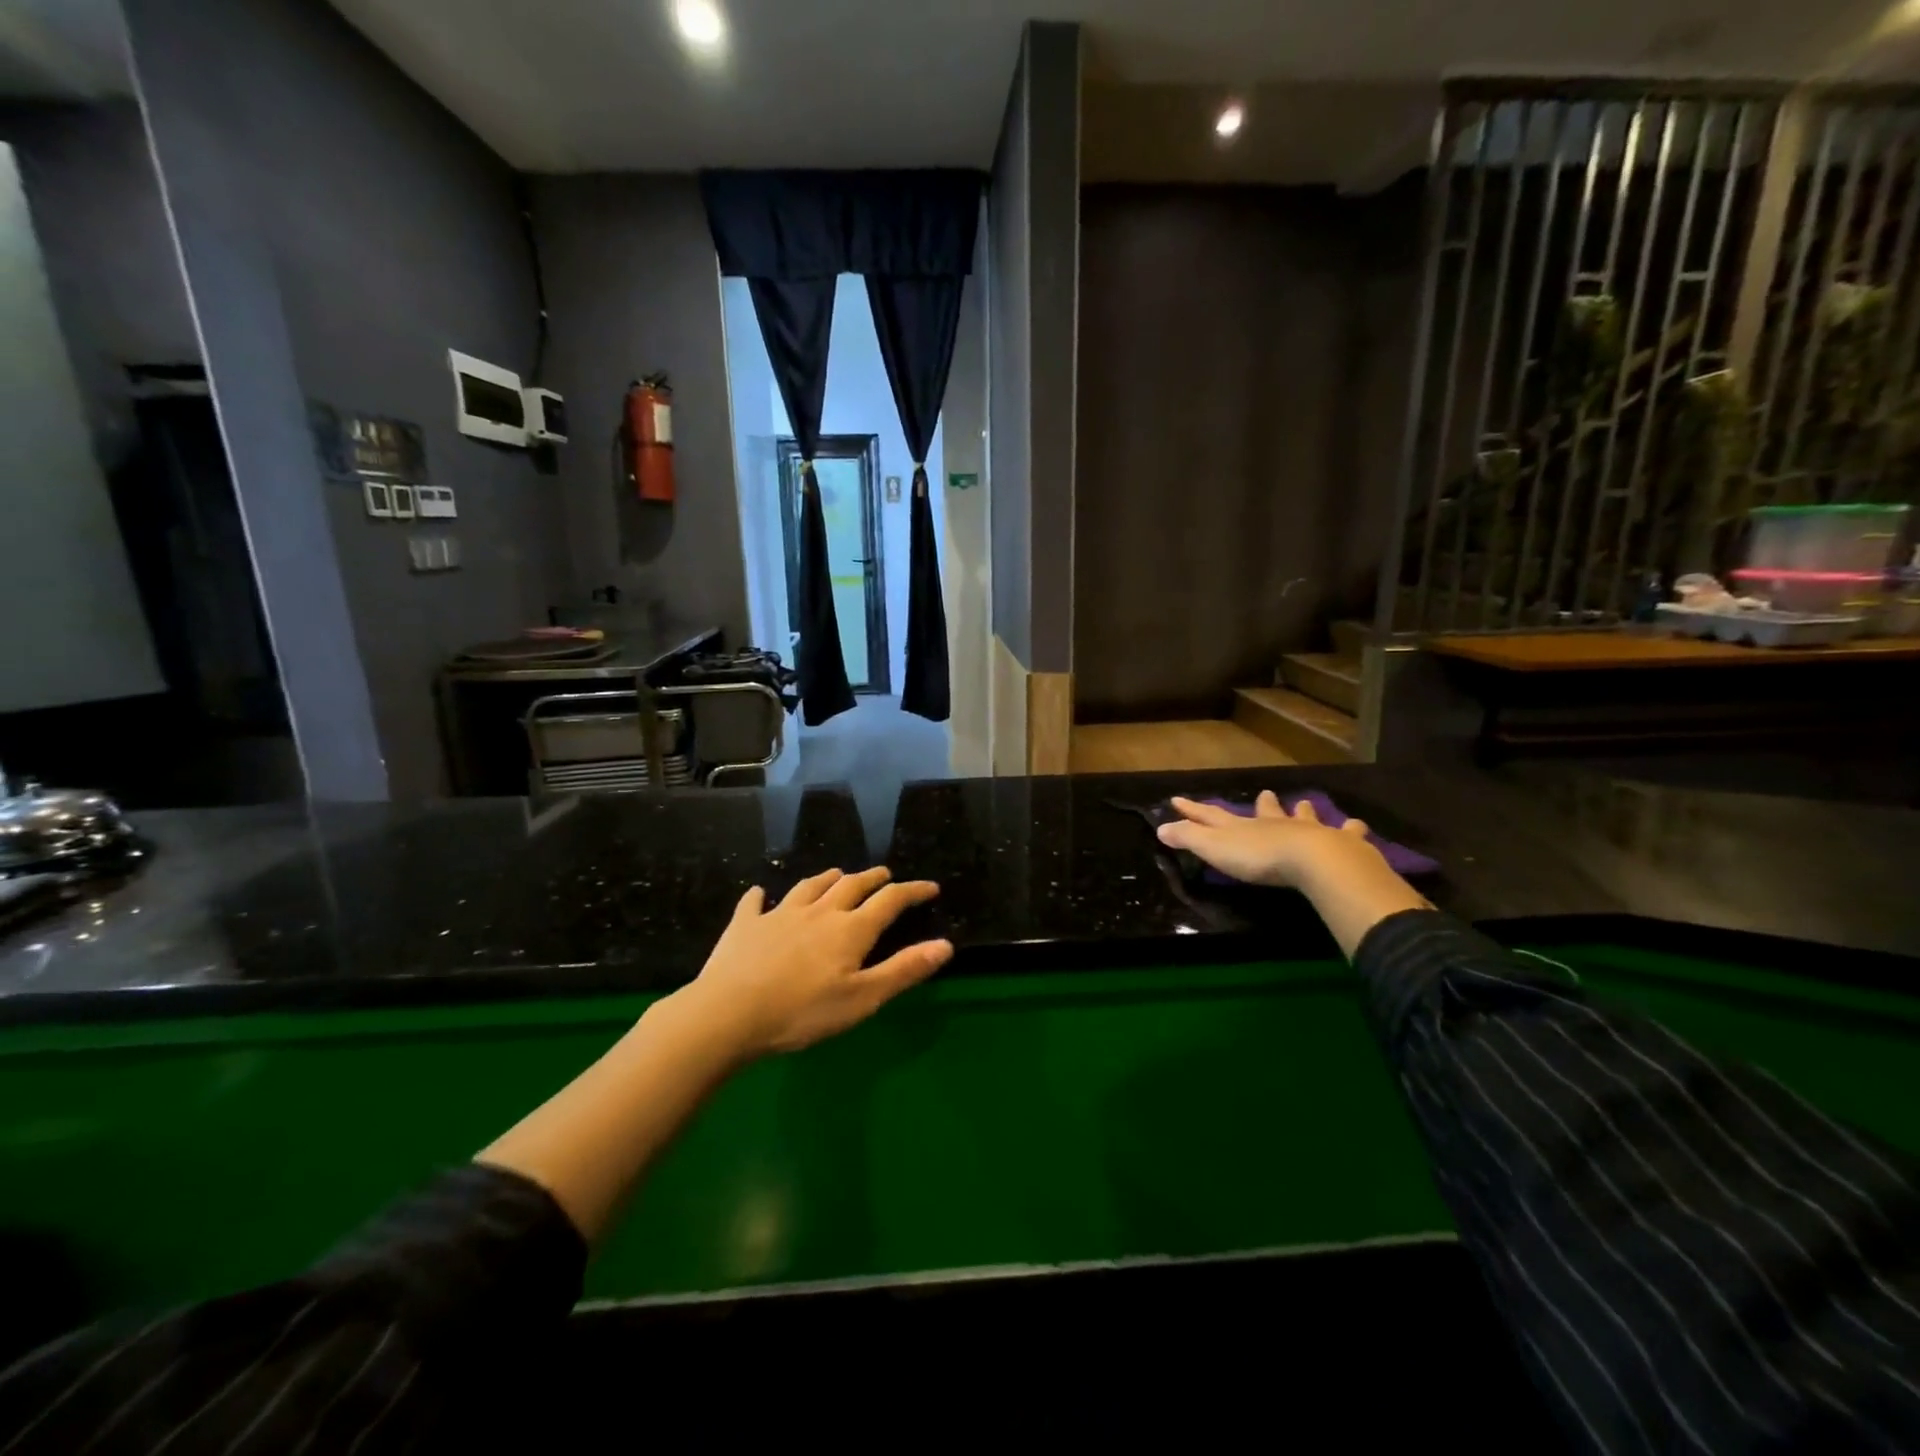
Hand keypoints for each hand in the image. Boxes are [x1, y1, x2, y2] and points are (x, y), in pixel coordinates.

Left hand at [682, 866, 951, 1059]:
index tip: (930, 887)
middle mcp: (819, 912)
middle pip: (851, 885)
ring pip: (810, 886)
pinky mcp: (745, 925)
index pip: (890, 900)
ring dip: (828, 878)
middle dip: (872, 878)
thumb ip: (904, 970)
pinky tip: (760, 893)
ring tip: (837, 875)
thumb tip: (946, 944)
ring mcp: (779, 914)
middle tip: (885, 875)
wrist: (728, 1013)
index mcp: (850, 929)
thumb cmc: (802, 1011)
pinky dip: (760, 896)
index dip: (912, 891)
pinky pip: (755, 902)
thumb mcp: (862, 998)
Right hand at [1156, 790, 1382, 889]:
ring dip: (1302, 811)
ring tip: (1304, 803)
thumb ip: (1189, 838)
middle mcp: (1275, 824)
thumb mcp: (1215, 849)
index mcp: (1244, 827)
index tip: (1177, 799)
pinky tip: (1358, 826)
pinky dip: (1352, 830)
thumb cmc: (1260, 857)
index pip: (1212, 815)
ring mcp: (1309, 831)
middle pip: (1266, 811)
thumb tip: (1159, 827)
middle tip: (1265, 792)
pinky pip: (1348, 834)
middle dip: (1262, 804)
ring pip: (1304, 817)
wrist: (1314, 860)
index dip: (1193, 810)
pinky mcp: (1340, 844)